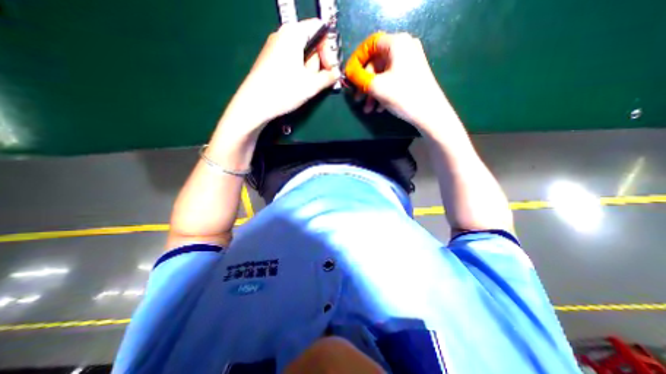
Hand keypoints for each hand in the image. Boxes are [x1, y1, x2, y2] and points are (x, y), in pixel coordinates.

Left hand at [224, 17, 339, 135]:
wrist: (254, 104)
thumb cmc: (284, 91)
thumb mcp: (311, 85)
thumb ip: (328, 77)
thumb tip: (336, 73)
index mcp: (293, 34)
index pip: (319, 28)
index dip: (329, 48)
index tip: (330, 68)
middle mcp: (282, 35)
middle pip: (310, 42)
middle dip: (317, 62)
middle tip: (315, 80)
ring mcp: (274, 47)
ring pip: (300, 53)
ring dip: (308, 69)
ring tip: (303, 86)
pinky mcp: (269, 59)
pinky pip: (290, 60)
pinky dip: (298, 71)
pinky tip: (294, 85)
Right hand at [349, 33, 451, 131]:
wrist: (429, 113)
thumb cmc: (402, 95)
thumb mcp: (376, 87)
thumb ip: (358, 77)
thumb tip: (348, 72)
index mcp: (397, 43)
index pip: (370, 45)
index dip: (357, 60)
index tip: (349, 76)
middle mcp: (404, 48)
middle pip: (376, 62)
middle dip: (364, 83)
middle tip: (357, 99)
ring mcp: (410, 62)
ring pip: (383, 74)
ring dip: (372, 92)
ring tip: (368, 109)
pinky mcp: (412, 75)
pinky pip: (391, 80)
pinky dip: (382, 93)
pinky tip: (379, 108)